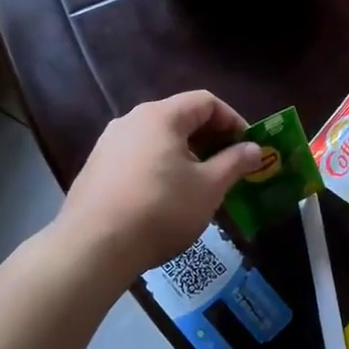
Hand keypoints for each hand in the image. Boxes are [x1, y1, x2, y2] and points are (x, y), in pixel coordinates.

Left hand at [55, 92, 264, 274]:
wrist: (93, 246)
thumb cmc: (161, 209)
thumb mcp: (209, 187)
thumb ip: (235, 162)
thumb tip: (254, 149)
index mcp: (161, 116)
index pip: (206, 102)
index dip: (233, 120)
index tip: (247, 147)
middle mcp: (131, 120)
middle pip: (180, 117)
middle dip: (210, 139)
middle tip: (229, 166)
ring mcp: (109, 144)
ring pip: (158, 138)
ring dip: (185, 154)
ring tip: (200, 184)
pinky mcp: (96, 168)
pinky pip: (138, 156)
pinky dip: (160, 166)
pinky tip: (165, 197)